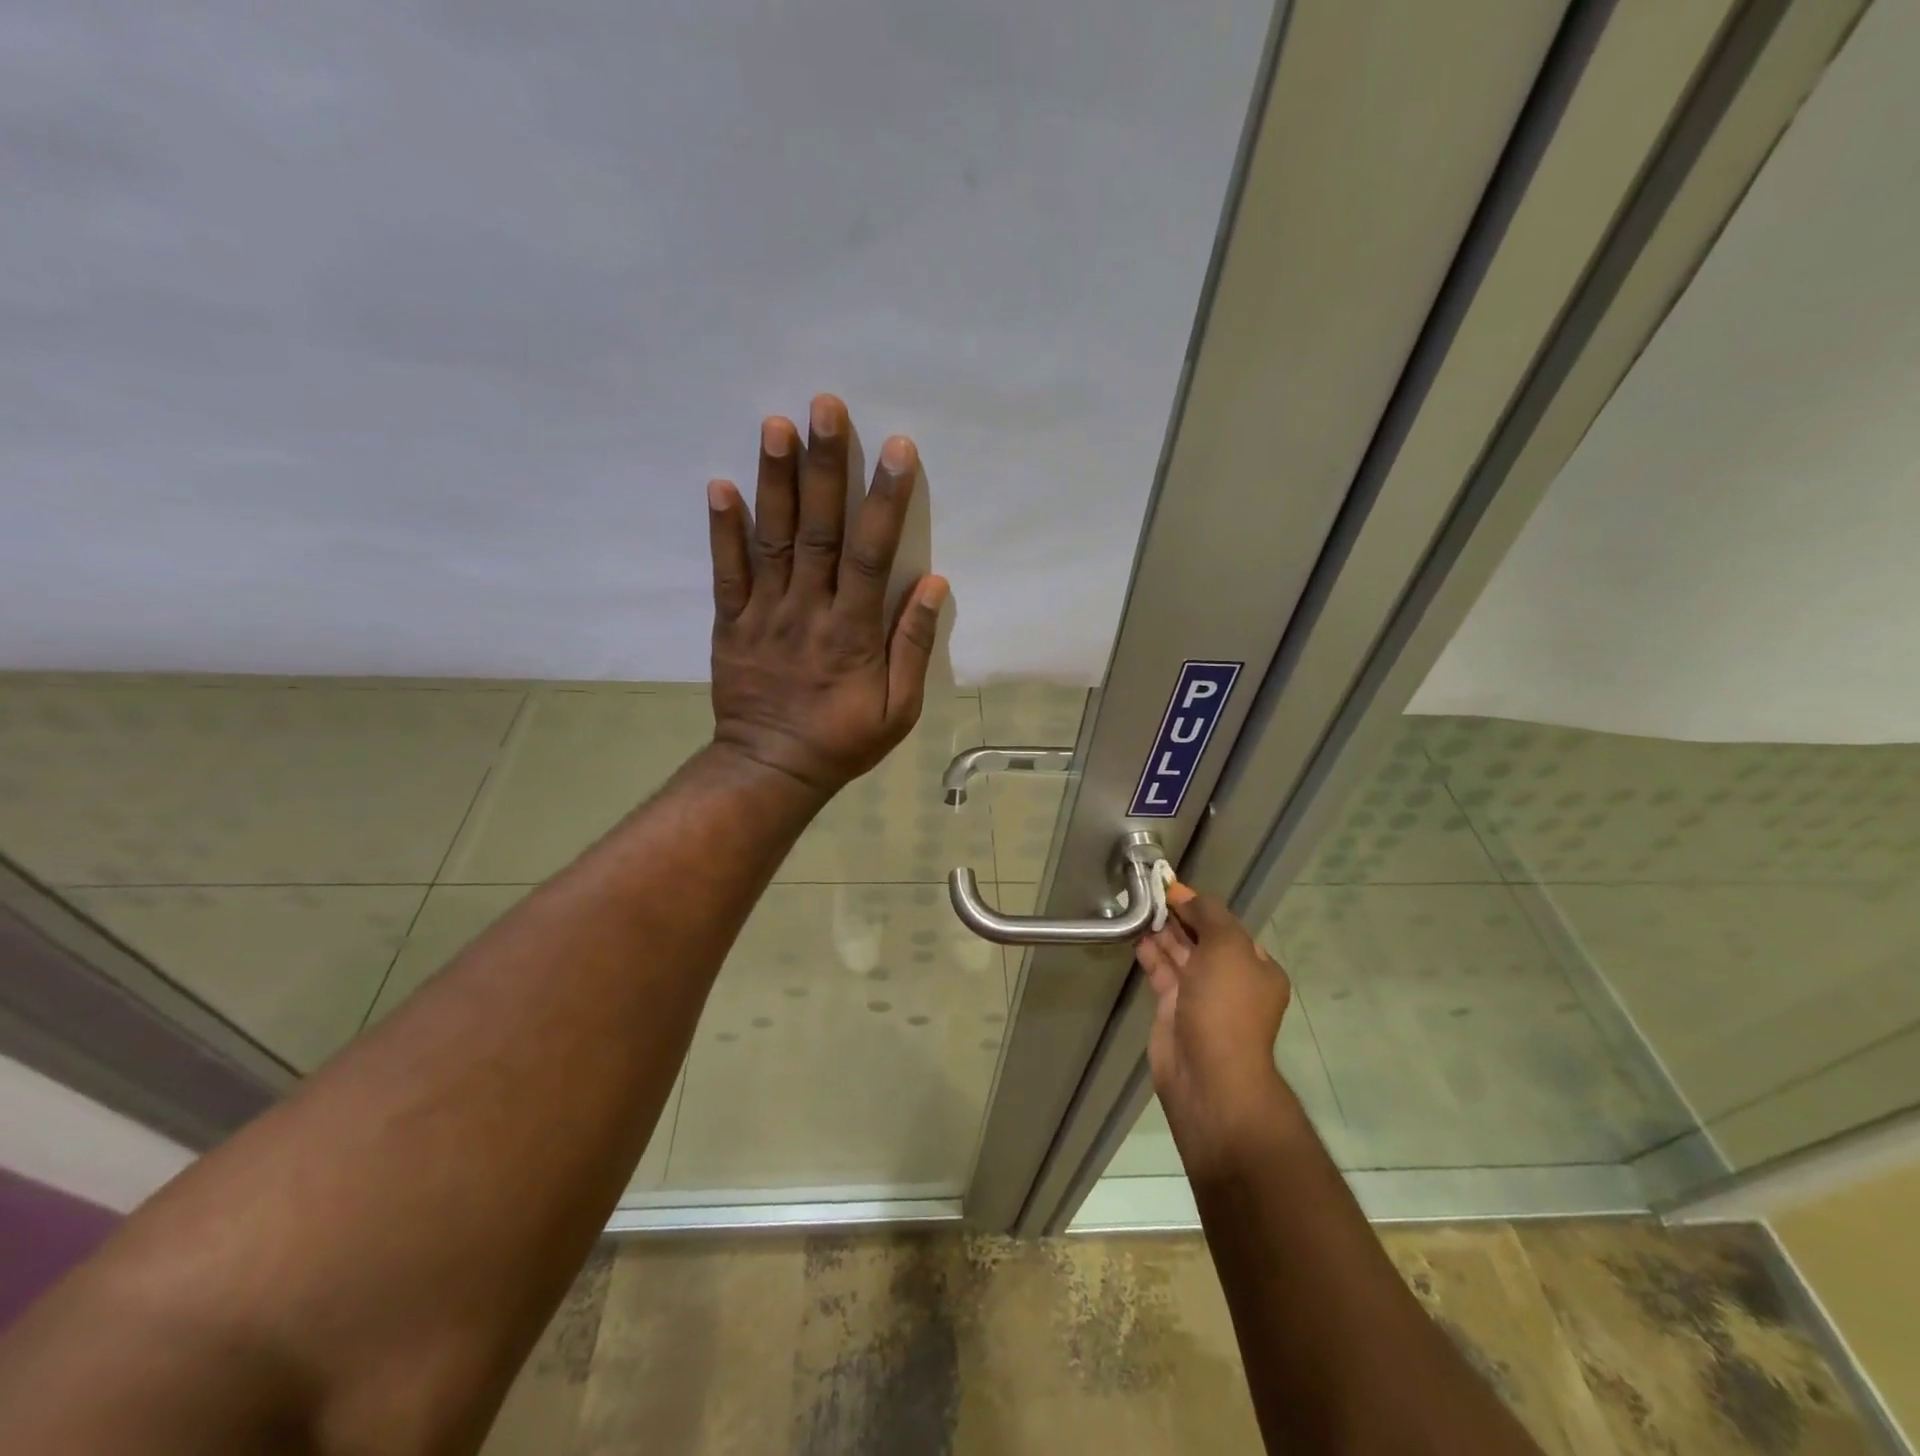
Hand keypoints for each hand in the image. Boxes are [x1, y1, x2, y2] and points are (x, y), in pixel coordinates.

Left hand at [706, 394, 949, 797]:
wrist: (770, 769)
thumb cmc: (842, 741)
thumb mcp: (898, 710)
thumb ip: (913, 646)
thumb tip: (934, 583)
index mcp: (853, 632)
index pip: (872, 555)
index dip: (885, 500)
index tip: (896, 449)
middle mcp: (808, 611)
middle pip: (818, 531)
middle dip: (824, 467)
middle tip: (825, 406)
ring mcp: (764, 614)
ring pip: (772, 540)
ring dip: (774, 481)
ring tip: (776, 424)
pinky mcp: (730, 623)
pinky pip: (726, 571)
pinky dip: (722, 529)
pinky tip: (720, 485)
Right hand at [1137, 885, 1294, 1178]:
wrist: (1208, 1077)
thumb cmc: (1226, 1007)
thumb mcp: (1227, 948)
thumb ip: (1209, 915)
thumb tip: (1187, 896)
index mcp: (1256, 967)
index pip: (1227, 926)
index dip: (1201, 906)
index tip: (1172, 887)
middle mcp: (1231, 980)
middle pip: (1202, 939)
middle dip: (1179, 917)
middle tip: (1150, 893)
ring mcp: (1201, 996)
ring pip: (1180, 955)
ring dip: (1162, 932)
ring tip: (1138, 907)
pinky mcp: (1173, 1010)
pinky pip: (1161, 973)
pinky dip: (1150, 953)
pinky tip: (1134, 935)